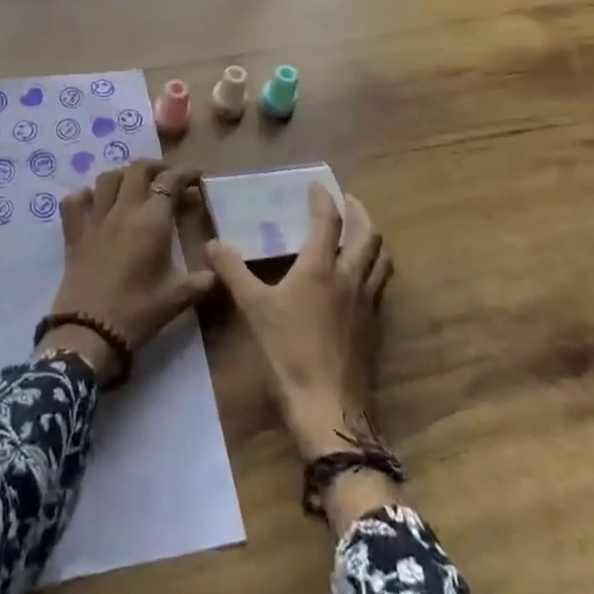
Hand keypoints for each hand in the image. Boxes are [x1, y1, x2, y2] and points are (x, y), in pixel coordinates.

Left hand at [40, 160, 217, 383]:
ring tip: (135, 186)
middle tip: (168, 177)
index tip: (197, 176)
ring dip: (124, 175)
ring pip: (107, 178)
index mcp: (152, 220)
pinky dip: (84, 196)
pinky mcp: (73, 234)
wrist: (90, 332)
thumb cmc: (139, 312)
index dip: (185, 173)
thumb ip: (203, 280)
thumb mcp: (179, 298)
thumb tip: (221, 270)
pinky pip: (74, 202)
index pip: (170, 181)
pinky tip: (94, 203)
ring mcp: (95, 219)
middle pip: (138, 169)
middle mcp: (123, 210)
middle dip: (156, 166)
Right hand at [206, 185, 393, 459]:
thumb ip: (234, 272)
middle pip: (368, 233)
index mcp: (321, 268)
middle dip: (359, 211)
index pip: (328, 221)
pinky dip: (374, 266)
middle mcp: (350, 277)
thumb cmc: (289, 353)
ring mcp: (367, 302)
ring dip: (372, 237)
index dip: (324, 199)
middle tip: (347, 200)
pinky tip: (361, 276)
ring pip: (381, 258)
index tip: (316, 186)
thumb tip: (213, 244)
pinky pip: (380, 283)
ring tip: (360, 231)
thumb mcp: (254, 309)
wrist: (329, 408)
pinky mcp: (374, 324)